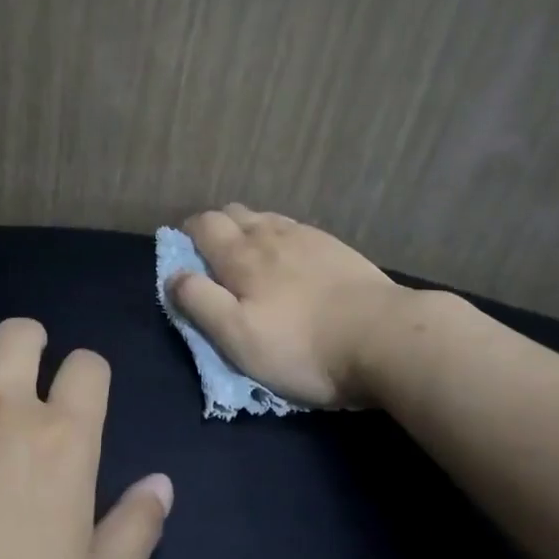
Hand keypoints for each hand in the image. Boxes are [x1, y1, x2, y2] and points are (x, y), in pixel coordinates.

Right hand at [170, 204, 402, 408]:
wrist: (385, 337)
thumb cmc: (302, 346)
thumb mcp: (238, 337)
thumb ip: (200, 302)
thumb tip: (173, 275)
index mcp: (241, 255)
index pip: (204, 224)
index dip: (188, 233)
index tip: (186, 253)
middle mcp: (271, 234)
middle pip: (234, 213)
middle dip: (217, 227)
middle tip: (215, 258)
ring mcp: (308, 237)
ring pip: (266, 218)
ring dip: (250, 229)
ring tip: (252, 258)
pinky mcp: (337, 248)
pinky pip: (297, 230)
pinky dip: (282, 237)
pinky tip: (293, 260)